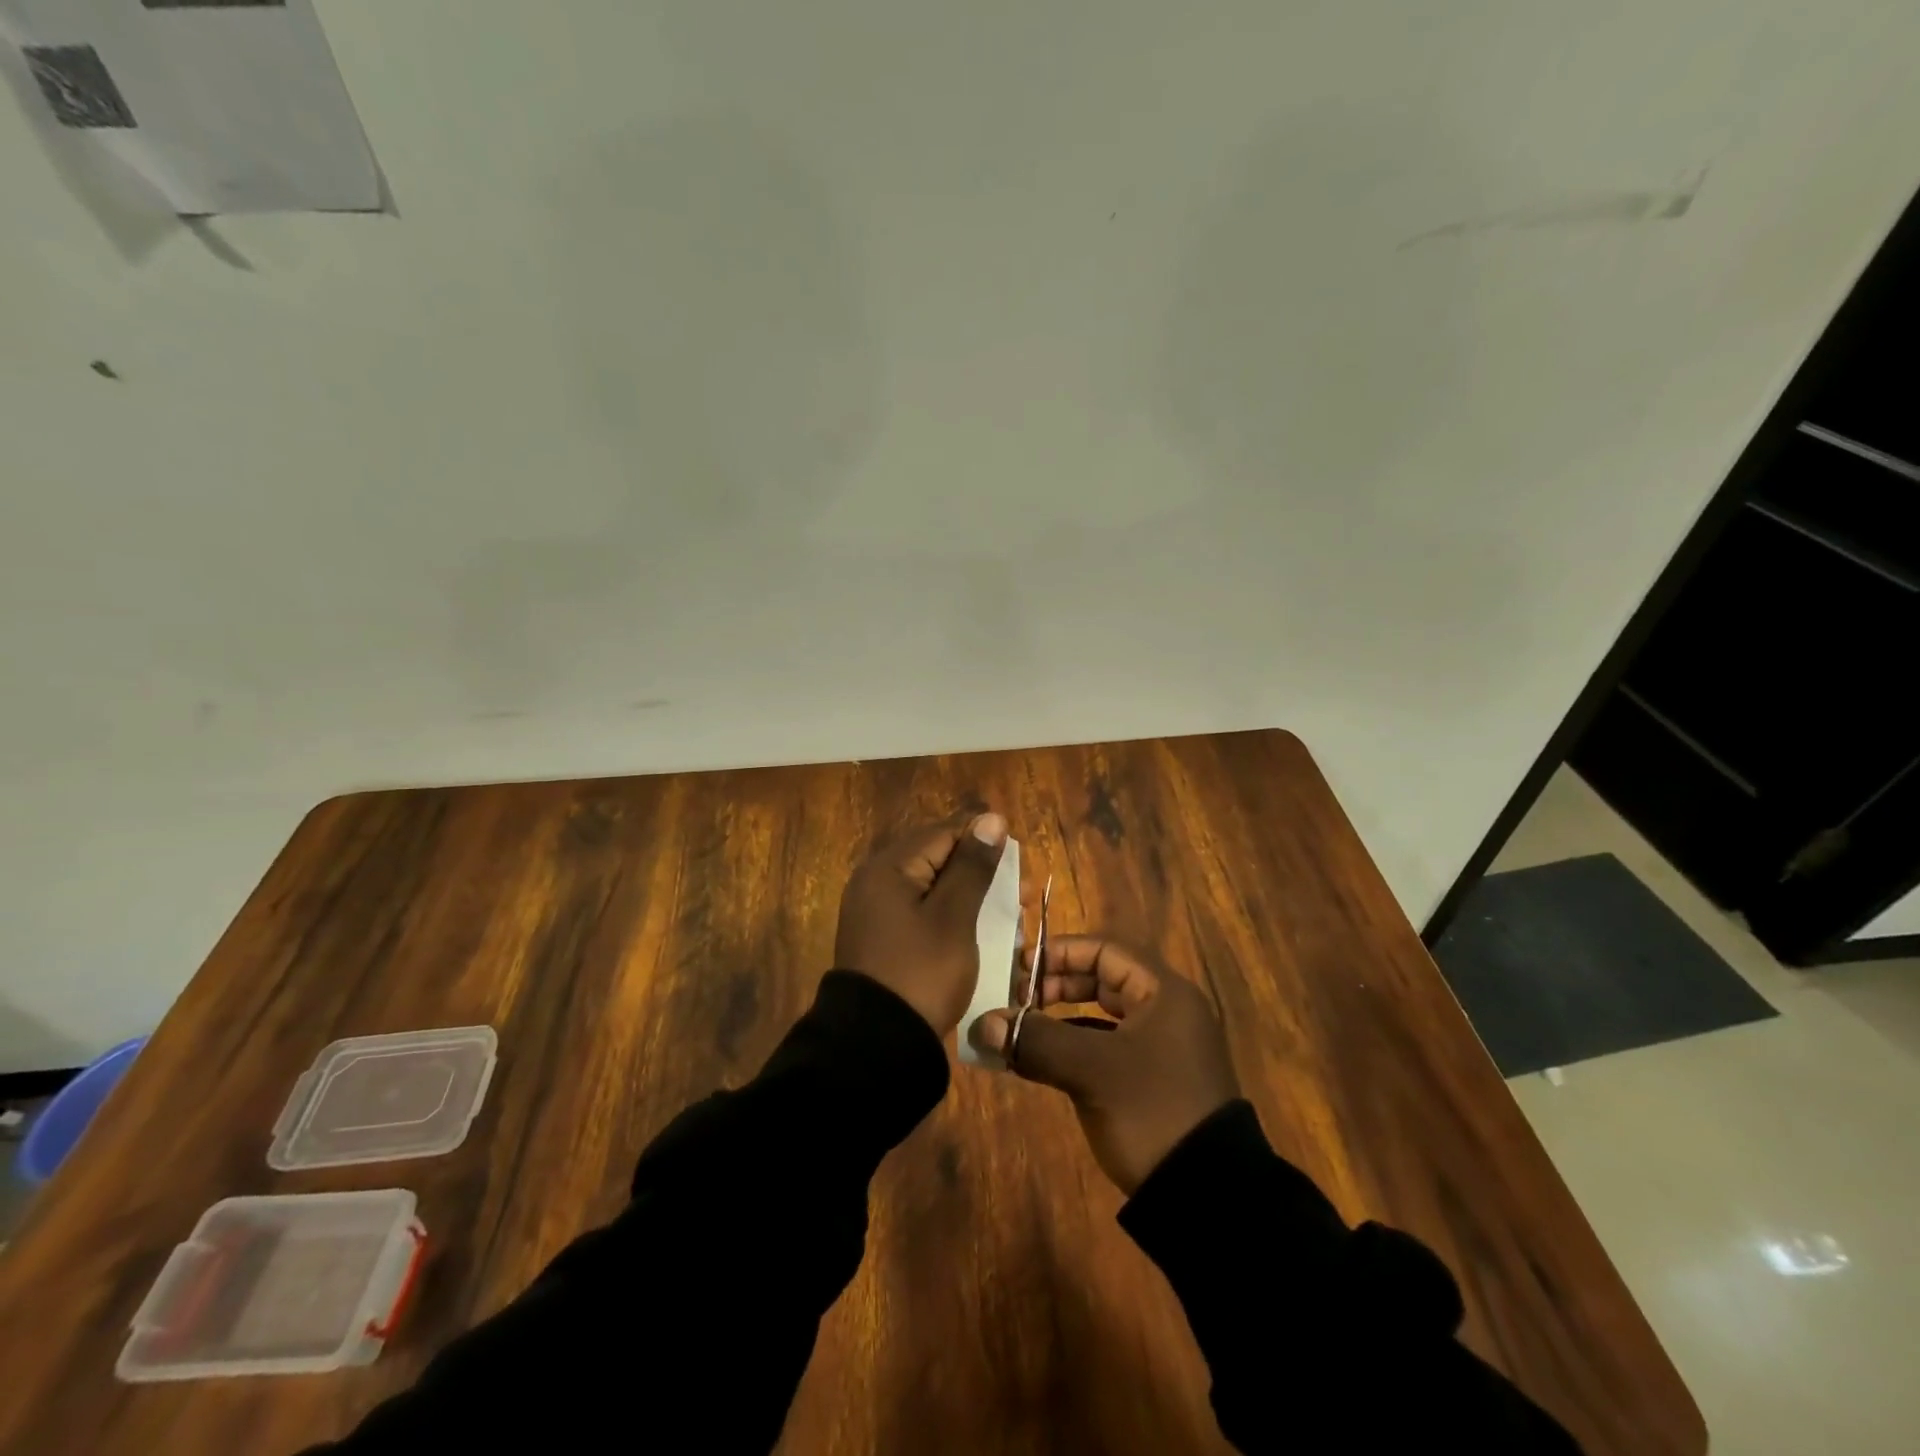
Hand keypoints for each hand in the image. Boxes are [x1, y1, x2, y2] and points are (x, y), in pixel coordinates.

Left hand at [834, 811, 1009, 1035]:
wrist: (876, 1045)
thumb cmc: (921, 972)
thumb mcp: (954, 917)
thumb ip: (972, 866)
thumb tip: (990, 819)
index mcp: (888, 868)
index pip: (943, 833)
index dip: (982, 837)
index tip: (1018, 853)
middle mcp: (876, 882)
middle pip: (937, 858)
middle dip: (981, 869)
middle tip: (1022, 889)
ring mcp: (876, 913)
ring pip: (933, 888)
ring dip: (971, 895)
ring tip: (1011, 911)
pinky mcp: (883, 939)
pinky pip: (922, 913)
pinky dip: (952, 916)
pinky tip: (980, 929)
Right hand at [968, 936, 1238, 1193]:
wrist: (1209, 1199)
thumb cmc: (1152, 1111)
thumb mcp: (1091, 1071)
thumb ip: (1036, 1040)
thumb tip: (982, 1024)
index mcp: (1163, 992)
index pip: (1105, 950)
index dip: (1060, 953)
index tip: (1020, 967)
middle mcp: (1166, 1011)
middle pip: (1103, 979)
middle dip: (1056, 985)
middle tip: (1016, 999)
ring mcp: (1162, 1047)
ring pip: (1102, 1015)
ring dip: (1060, 1018)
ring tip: (1022, 1028)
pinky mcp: (1154, 1080)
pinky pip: (1106, 1047)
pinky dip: (1074, 1047)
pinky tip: (1044, 1060)